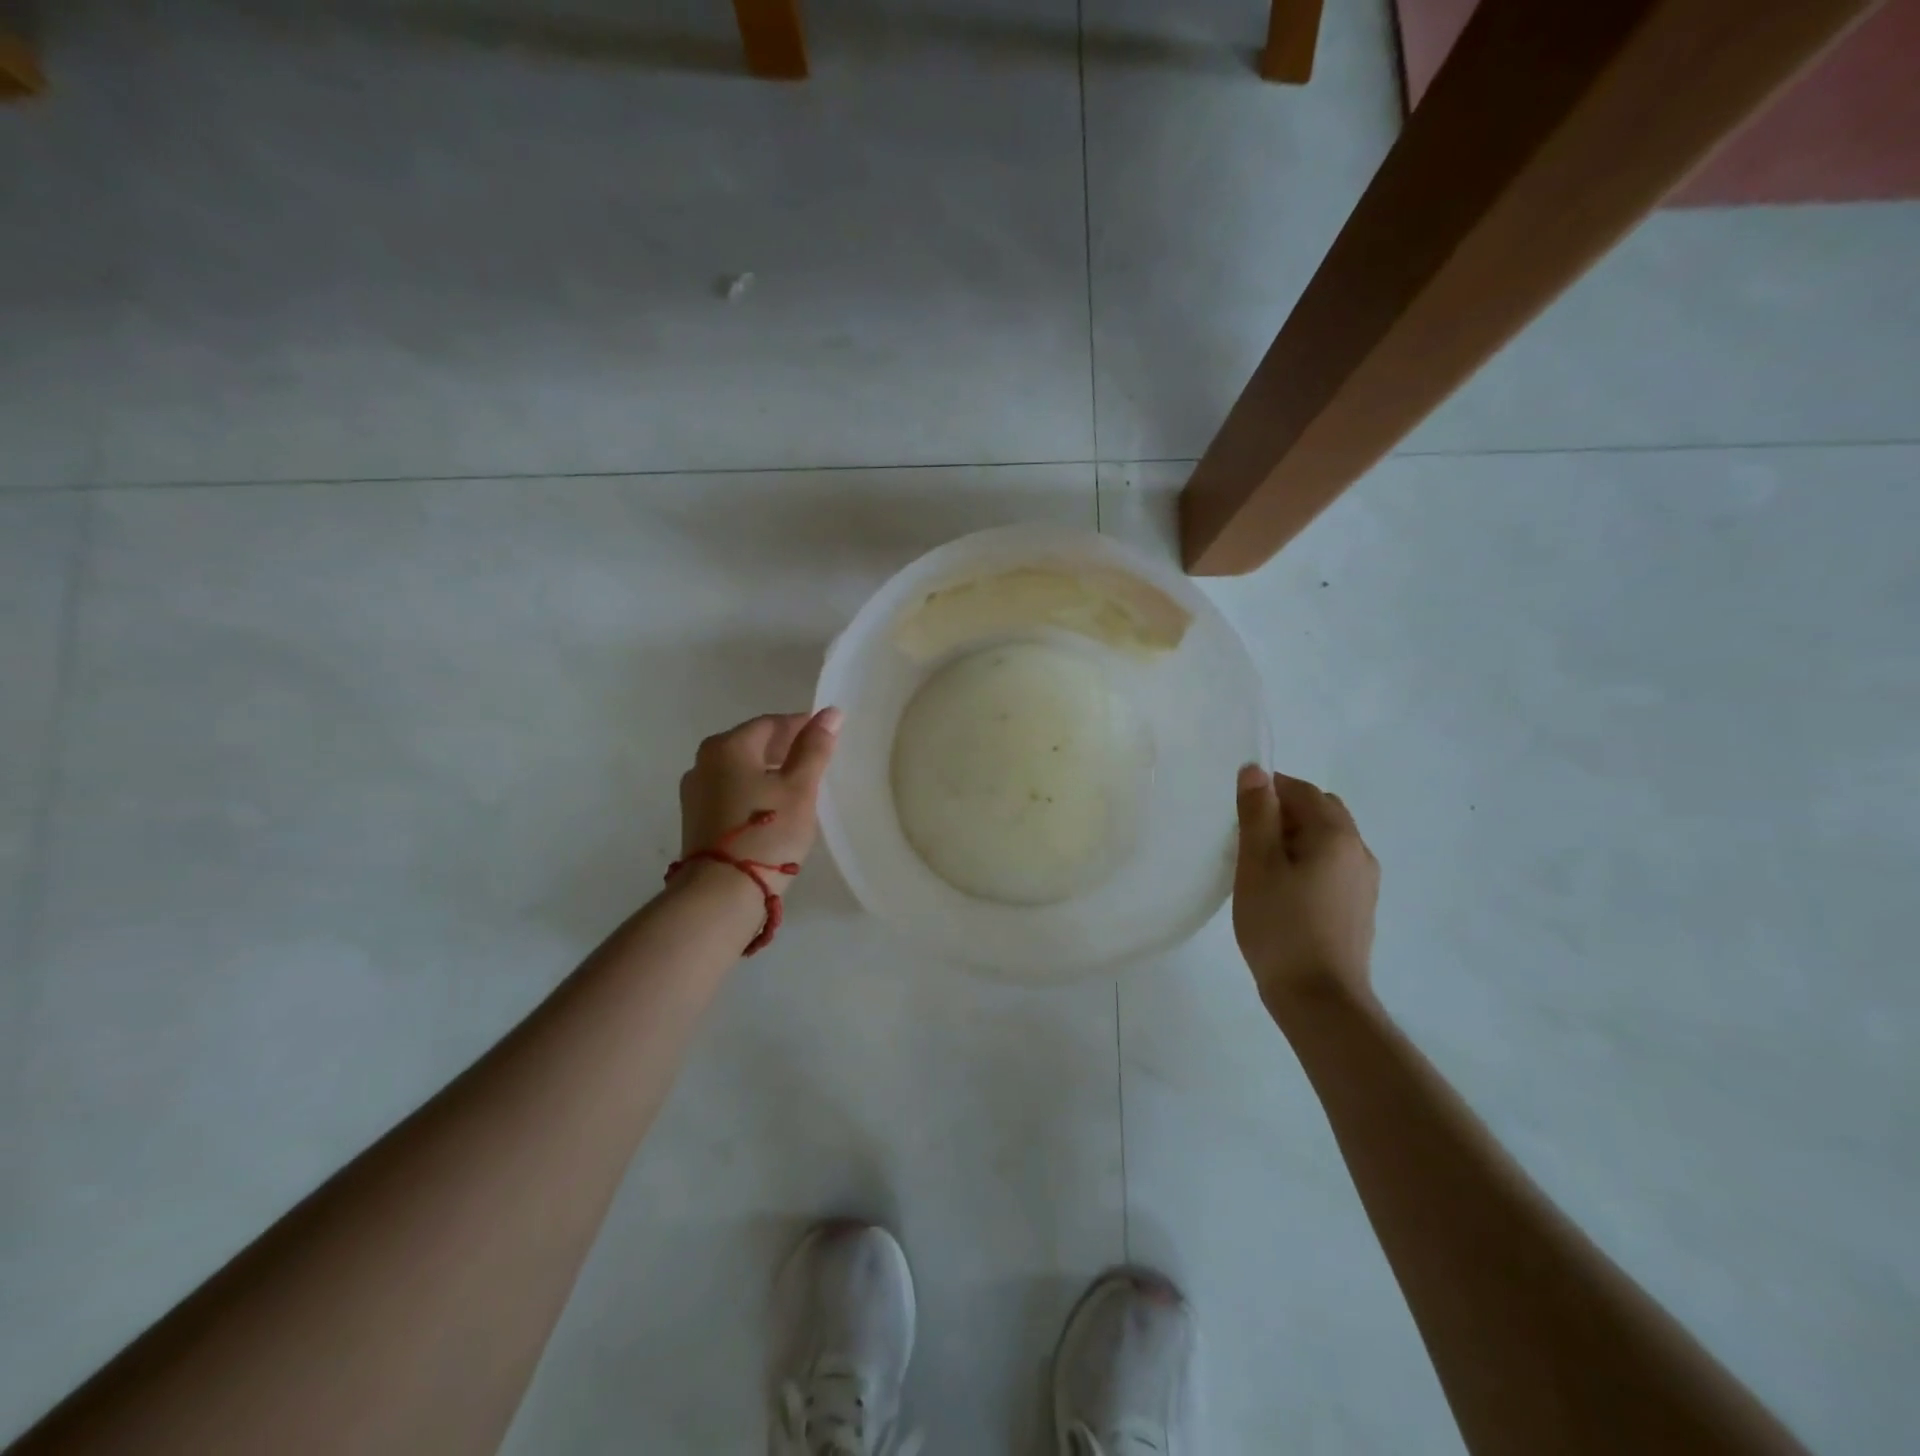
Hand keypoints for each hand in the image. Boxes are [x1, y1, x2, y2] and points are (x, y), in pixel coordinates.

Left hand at [678, 708, 841, 892]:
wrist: (721, 894)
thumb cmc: (767, 833)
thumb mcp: (800, 788)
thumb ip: (815, 748)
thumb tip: (831, 713)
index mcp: (728, 746)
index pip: (772, 723)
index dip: (802, 726)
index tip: (827, 736)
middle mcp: (704, 761)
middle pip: (753, 744)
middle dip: (785, 749)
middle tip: (817, 762)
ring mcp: (695, 792)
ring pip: (741, 769)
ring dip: (769, 771)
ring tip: (799, 787)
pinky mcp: (696, 819)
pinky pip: (731, 791)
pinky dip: (753, 791)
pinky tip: (773, 808)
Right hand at [1233, 765, 1378, 1006]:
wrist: (1319, 998)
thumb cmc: (1281, 926)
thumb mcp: (1257, 864)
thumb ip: (1257, 813)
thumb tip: (1255, 770)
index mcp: (1336, 835)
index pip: (1301, 790)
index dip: (1268, 791)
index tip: (1238, 813)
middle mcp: (1359, 851)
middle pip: (1320, 811)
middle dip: (1283, 813)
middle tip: (1246, 838)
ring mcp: (1364, 882)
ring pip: (1326, 840)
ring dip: (1294, 839)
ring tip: (1260, 867)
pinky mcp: (1359, 907)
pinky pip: (1331, 866)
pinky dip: (1306, 863)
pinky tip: (1283, 891)